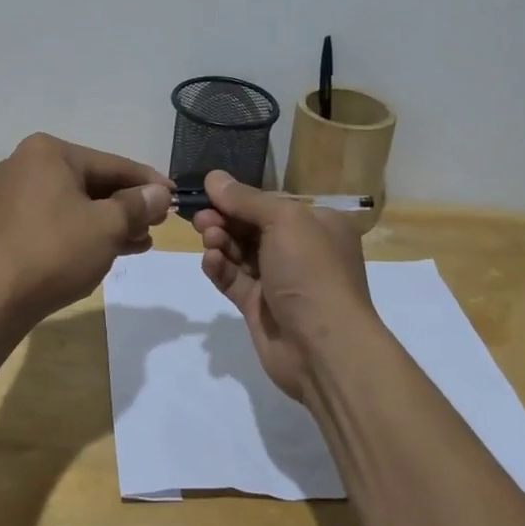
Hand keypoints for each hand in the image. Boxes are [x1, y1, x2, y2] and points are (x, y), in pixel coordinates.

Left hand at [0, 133, 171, 327]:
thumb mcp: (107, 226)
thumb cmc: (55, 251)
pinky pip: (58, 219)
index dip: (148, 182)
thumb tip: (160, 194)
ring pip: (76, 203)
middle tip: (159, 223)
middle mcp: (28, 164)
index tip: (175, 195)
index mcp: (49, 153)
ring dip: (111, 221)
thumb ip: (137, 205)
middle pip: (93, 182)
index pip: (112, 164)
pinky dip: (85, 231)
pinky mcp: (10, 224)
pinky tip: (114, 248)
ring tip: (143, 240)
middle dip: (128, 205)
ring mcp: (15, 195)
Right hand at [189, 171, 377, 401]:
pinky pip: (233, 280)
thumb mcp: (284, 222)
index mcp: (318, 225)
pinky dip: (220, 268)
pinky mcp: (259, 307)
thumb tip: (214, 177)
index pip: (272, 204)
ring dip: (221, 242)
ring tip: (208, 239)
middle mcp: (301, 250)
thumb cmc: (311, 272)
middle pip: (252, 226)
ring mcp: (279, 280)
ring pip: (240, 252)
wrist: (324, 348)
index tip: (208, 192)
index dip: (239, 197)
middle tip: (200, 218)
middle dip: (225, 219)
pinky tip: (210, 261)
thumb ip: (246, 200)